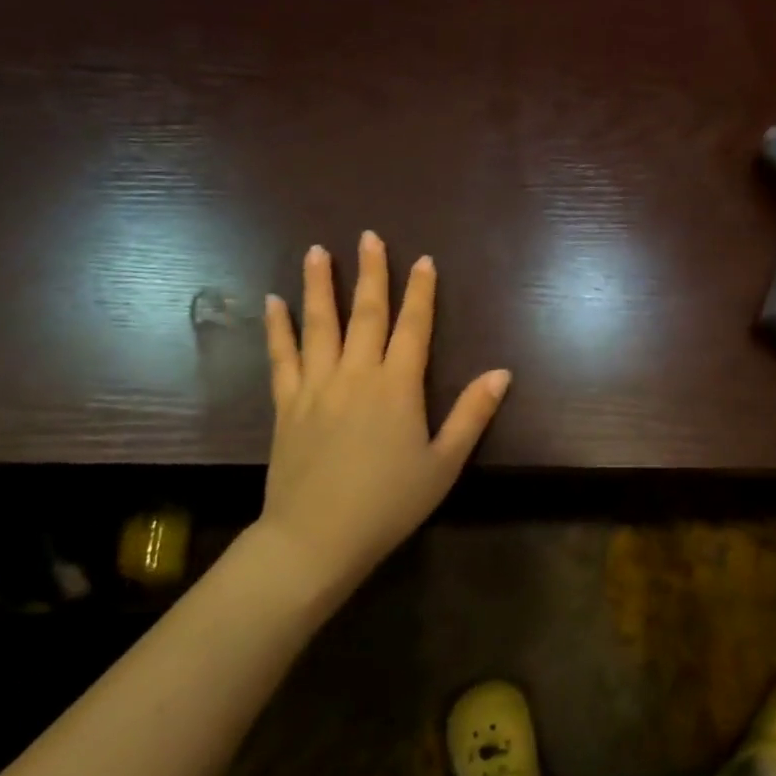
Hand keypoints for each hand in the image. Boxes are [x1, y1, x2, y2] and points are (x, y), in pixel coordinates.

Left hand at [259, 232, 510, 593]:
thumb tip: (502, 372)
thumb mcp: (443, 464)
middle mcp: (357, 374)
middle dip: (371, 273)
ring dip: (319, 286)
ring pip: (319, 325)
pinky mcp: (287, 404)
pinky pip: (282, 357)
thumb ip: (472, 414)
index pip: (413, 326)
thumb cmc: (388, 504)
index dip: (420, 292)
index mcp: (398, 386)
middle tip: (368, 236)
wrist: (315, 539)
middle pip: (366, 313)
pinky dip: (278, 328)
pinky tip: (273, 302)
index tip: (423, 260)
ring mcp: (317, 386)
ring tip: (318, 251)